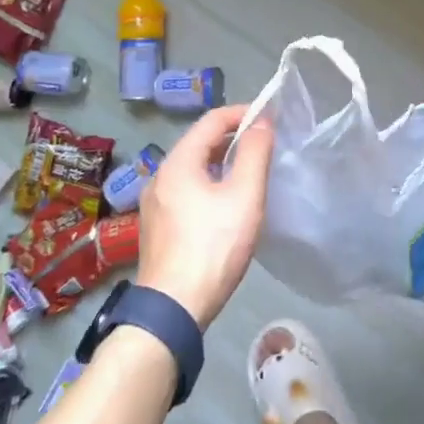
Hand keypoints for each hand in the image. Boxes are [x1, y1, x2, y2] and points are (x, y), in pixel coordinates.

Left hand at [135, 105, 273, 328]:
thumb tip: (262, 122)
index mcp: (178, 162)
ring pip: (191, 168)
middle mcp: (160, 175)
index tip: (269, 118)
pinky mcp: (156, 226)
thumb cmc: (213, 248)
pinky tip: (224, 203)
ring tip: (248, 172)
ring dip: (219, 161)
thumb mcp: (244, 197)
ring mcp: (154, 202)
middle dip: (232, 137)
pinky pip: (184, 190)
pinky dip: (207, 183)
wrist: (173, 310)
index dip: (242, 113)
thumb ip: (254, 154)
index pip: (212, 120)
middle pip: (199, 142)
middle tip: (263, 145)